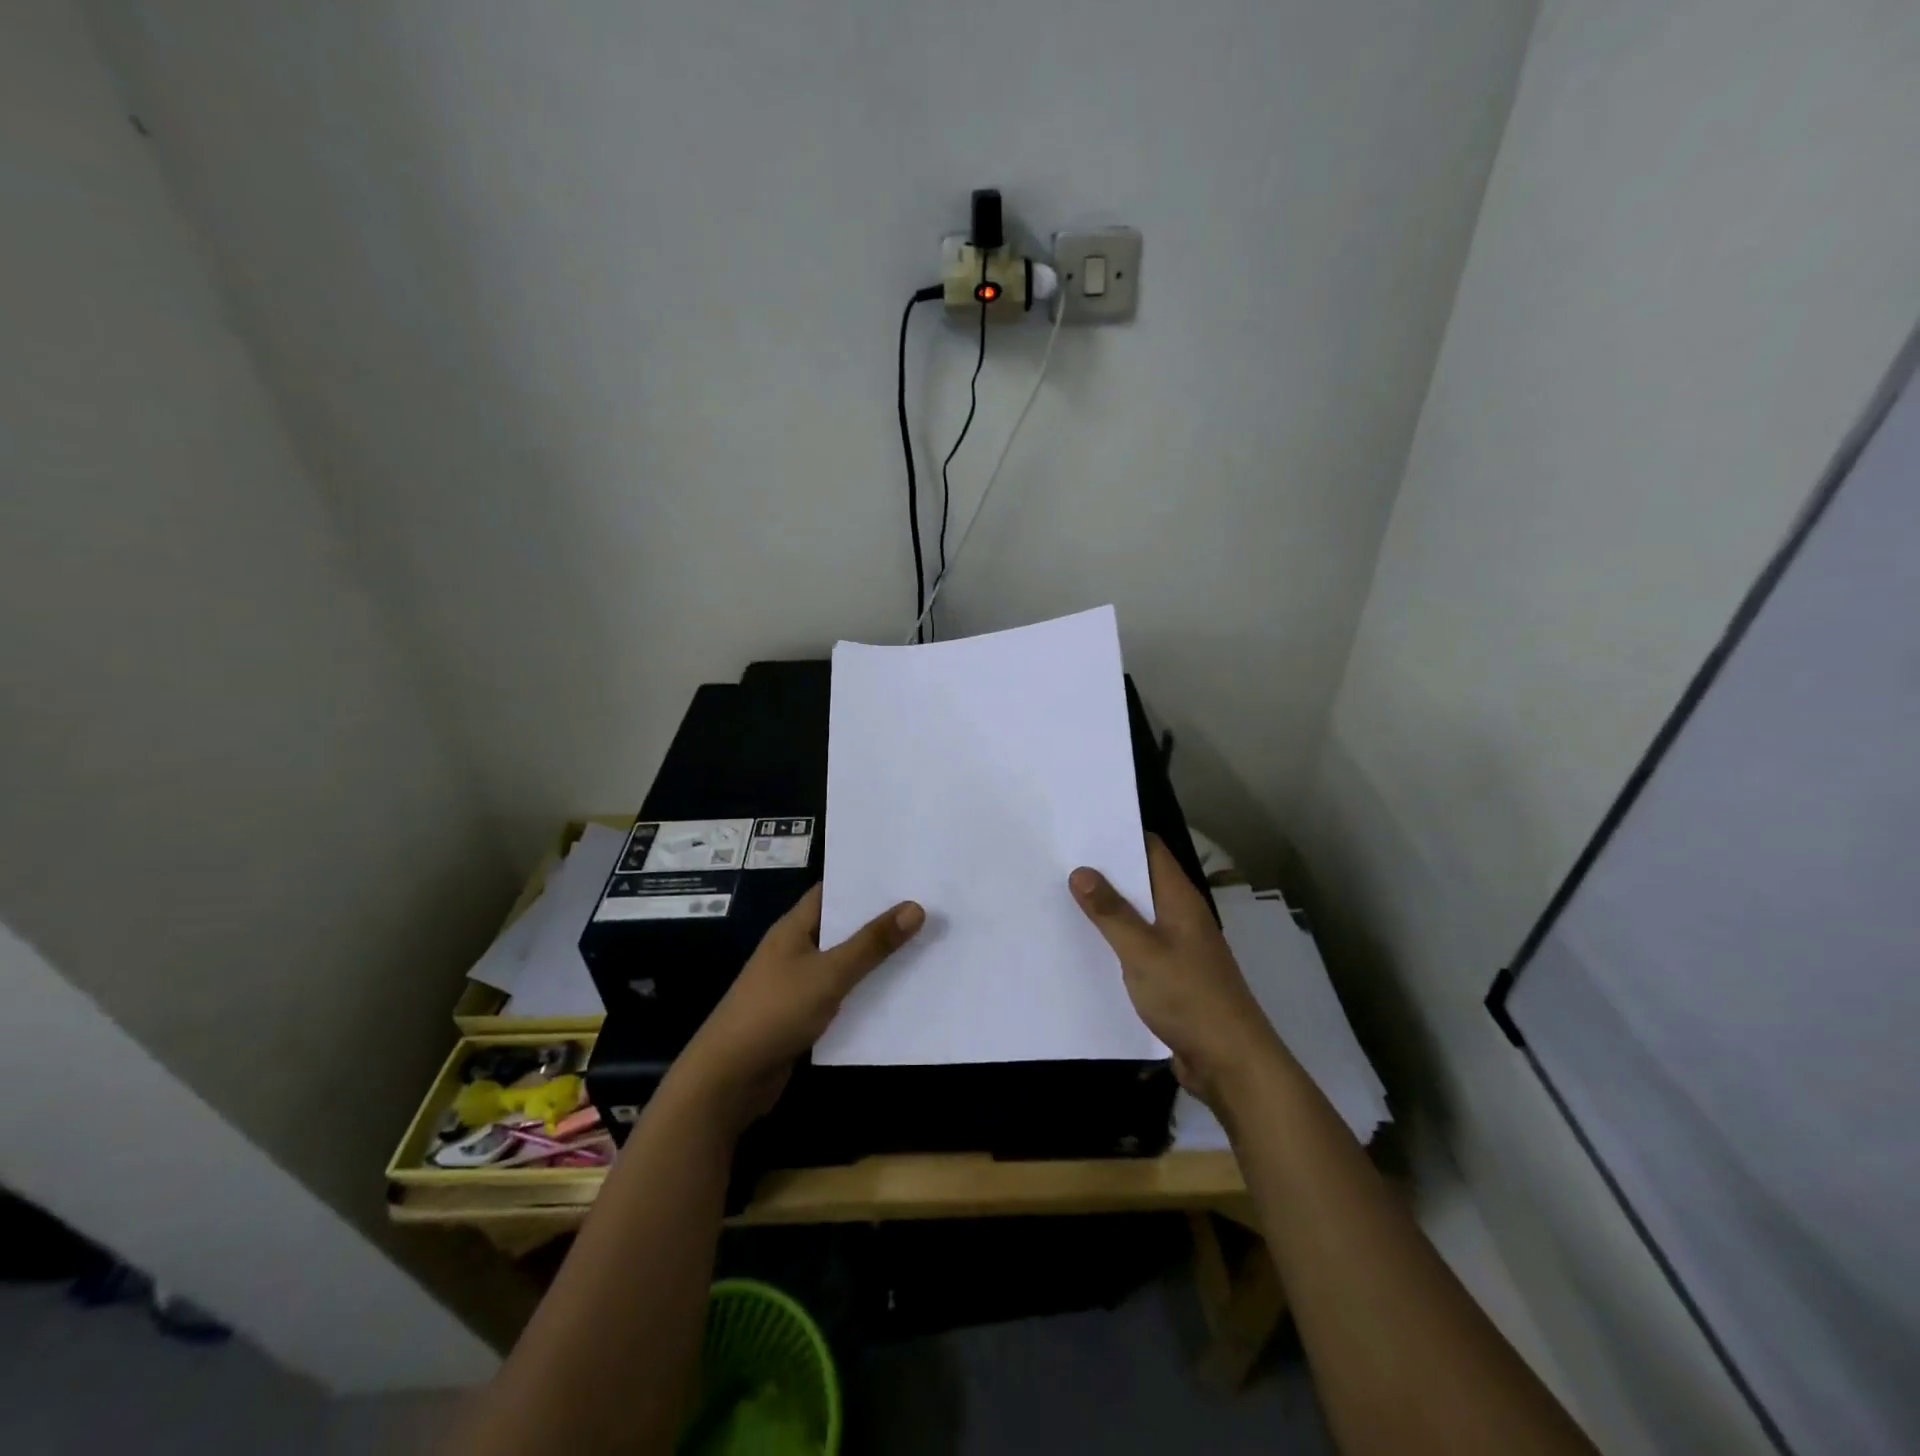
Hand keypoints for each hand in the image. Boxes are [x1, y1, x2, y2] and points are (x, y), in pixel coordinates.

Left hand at [668, 882, 924, 1135]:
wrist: (729, 1079)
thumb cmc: (775, 1012)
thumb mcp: (829, 974)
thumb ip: (871, 944)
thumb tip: (915, 907)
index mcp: (794, 927)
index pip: (832, 891)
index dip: (866, 881)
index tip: (907, 874)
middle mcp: (796, 949)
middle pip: (842, 926)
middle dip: (880, 919)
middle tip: (928, 906)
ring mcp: (798, 983)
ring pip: (845, 962)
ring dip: (877, 957)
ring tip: (925, 943)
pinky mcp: (804, 1015)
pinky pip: (842, 993)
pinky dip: (866, 991)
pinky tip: (900, 991)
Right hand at [1070, 835, 1284, 1110]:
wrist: (1231, 1062)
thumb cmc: (1189, 997)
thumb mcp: (1142, 952)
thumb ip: (1111, 913)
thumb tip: (1081, 871)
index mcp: (1180, 900)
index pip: (1150, 850)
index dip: (1118, 835)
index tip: (1079, 828)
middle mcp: (1181, 916)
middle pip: (1141, 881)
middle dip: (1104, 871)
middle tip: (1058, 861)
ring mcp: (1178, 946)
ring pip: (1137, 915)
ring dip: (1107, 908)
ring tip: (1061, 897)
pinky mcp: (1172, 975)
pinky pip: (1138, 945)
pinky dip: (1115, 940)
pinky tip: (1085, 945)